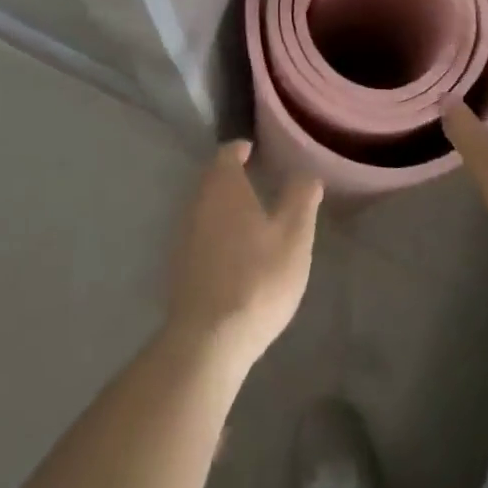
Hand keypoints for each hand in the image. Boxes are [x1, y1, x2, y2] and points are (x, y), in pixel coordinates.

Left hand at [165, 141, 322, 369]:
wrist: (209, 338)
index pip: (227, 153)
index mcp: (223, 186)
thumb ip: (301, 199)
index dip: (241, 149)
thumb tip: (307, 173)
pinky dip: (216, 231)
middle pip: (213, 178)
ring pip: (205, 206)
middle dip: (233, 176)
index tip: (256, 151)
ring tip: (251, 215)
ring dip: (224, 205)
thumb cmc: (258, 278)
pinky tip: (234, 251)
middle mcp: (198, 202)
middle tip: (258, 180)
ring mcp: (184, 234)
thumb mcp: (293, 236)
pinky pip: (200, 233)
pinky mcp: (180, 265)